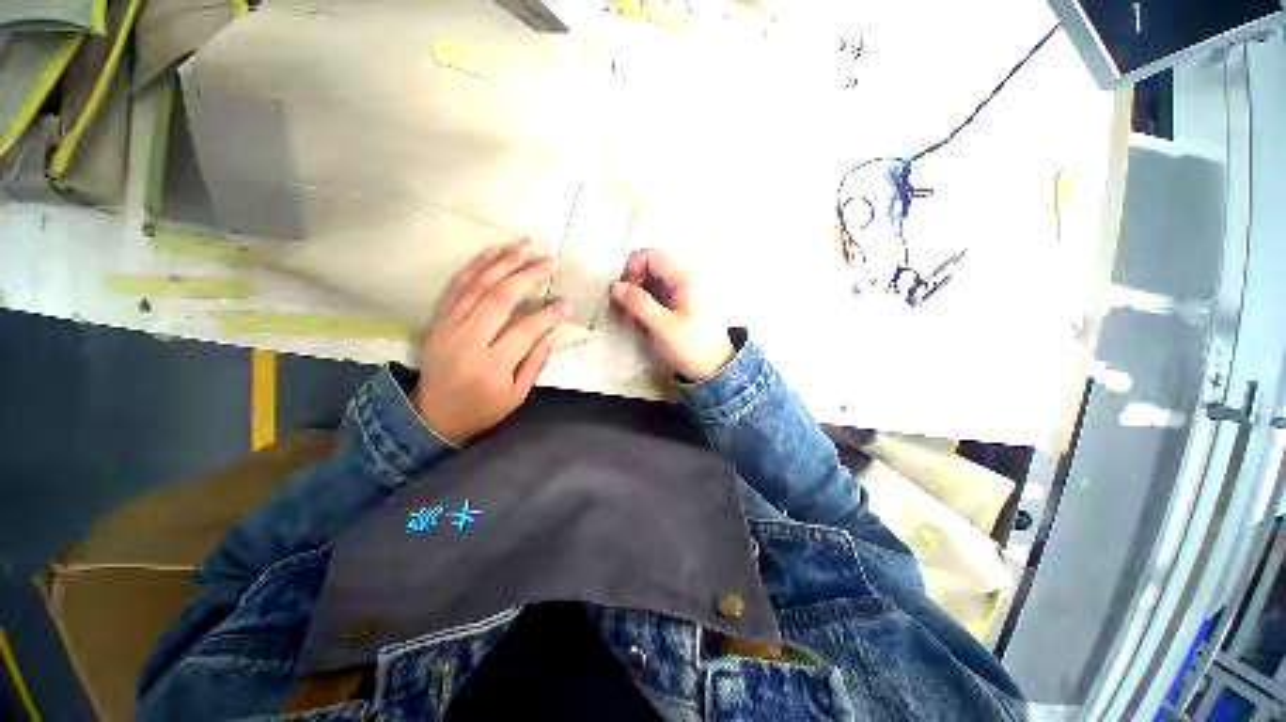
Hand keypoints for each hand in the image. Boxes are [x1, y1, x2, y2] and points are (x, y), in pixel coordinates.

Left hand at [412, 242, 570, 443]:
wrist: (434, 414)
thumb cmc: (482, 407)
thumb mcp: (517, 394)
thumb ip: (535, 361)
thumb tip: (552, 329)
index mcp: (491, 365)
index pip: (525, 330)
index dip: (549, 315)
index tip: (567, 303)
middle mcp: (467, 340)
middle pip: (501, 298)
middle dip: (530, 275)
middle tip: (552, 260)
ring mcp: (448, 326)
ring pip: (479, 285)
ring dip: (506, 262)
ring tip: (529, 246)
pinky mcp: (438, 318)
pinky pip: (457, 285)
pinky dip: (475, 265)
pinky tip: (494, 250)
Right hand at [611, 248, 733, 380]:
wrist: (714, 368)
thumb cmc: (691, 347)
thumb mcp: (663, 326)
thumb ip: (639, 303)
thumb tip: (616, 286)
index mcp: (686, 278)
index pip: (652, 256)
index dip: (632, 268)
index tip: (622, 292)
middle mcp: (686, 278)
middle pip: (650, 267)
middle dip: (632, 284)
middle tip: (622, 308)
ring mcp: (684, 291)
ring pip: (652, 281)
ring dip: (636, 296)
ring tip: (628, 319)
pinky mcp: (681, 303)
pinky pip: (658, 294)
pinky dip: (645, 304)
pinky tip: (638, 321)